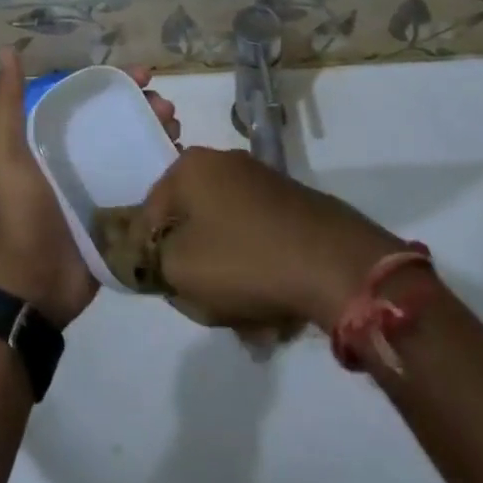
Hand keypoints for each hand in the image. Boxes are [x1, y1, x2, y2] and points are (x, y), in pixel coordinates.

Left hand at [0, 49, 179, 327]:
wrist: (31, 288)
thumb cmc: (19, 214)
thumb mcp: (4, 155)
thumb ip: (6, 105)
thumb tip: (7, 51)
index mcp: (50, 141)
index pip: (90, 100)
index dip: (117, 83)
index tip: (145, 74)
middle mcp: (77, 159)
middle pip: (119, 122)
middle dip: (146, 109)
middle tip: (167, 109)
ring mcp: (100, 188)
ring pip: (137, 150)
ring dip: (159, 135)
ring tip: (176, 132)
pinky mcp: (119, 217)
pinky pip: (146, 185)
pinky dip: (164, 171)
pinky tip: (180, 162)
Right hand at [140, 147, 402, 331]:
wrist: (333, 263)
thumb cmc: (244, 259)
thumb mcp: (179, 268)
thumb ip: (152, 259)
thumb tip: (157, 253)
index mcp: (190, 167)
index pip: (149, 212)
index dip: (149, 254)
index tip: (164, 287)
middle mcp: (223, 163)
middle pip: (190, 225)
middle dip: (195, 269)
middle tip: (207, 305)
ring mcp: (260, 181)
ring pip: (225, 239)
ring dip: (229, 280)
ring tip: (248, 320)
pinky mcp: (289, 204)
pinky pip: (256, 242)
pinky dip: (257, 273)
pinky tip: (272, 311)